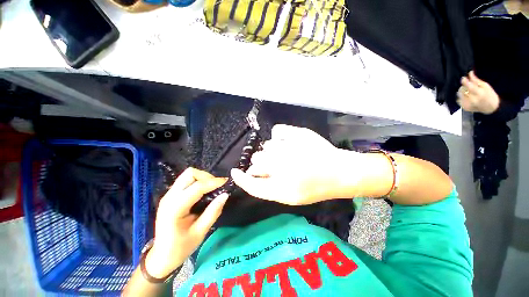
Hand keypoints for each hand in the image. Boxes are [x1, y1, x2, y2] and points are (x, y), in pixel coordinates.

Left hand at [145, 168, 227, 277]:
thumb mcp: (200, 232)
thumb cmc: (180, 247)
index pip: (197, 187)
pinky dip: (198, 181)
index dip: (213, 182)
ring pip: (188, 175)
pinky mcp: (171, 195)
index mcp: (174, 208)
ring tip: (212, 188)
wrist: (161, 256)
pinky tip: (204, 191)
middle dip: (206, 177)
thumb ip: (213, 212)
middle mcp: (169, 197)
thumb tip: (225, 195)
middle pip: (190, 174)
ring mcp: (168, 195)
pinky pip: (186, 181)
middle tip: (217, 186)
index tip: (226, 182)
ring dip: (202, 178)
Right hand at [231, 124, 364, 204]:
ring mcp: (289, 147)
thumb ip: (268, 187)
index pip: (251, 183)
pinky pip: (276, 131)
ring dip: (271, 151)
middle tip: (272, 165)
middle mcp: (281, 166)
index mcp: (281, 188)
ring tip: (285, 154)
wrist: (339, 172)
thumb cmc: (315, 187)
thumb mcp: (290, 196)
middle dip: (260, 163)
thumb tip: (253, 174)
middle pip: (256, 161)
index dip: (241, 178)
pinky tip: (286, 141)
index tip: (235, 172)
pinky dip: (278, 136)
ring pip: (266, 146)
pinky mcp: (297, 133)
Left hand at [457, 71, 499, 113]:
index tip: (463, 78)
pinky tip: (467, 96)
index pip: (468, 86)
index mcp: (479, 94)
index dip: (464, 81)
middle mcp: (472, 100)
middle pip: (462, 90)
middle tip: (469, 85)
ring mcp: (468, 104)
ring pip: (459, 94)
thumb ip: (476, 80)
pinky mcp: (464, 107)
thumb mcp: (485, 86)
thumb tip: (469, 73)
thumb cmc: (490, 95)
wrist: (491, 108)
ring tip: (469, 92)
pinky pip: (459, 99)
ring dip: (463, 91)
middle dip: (464, 86)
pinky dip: (462, 97)